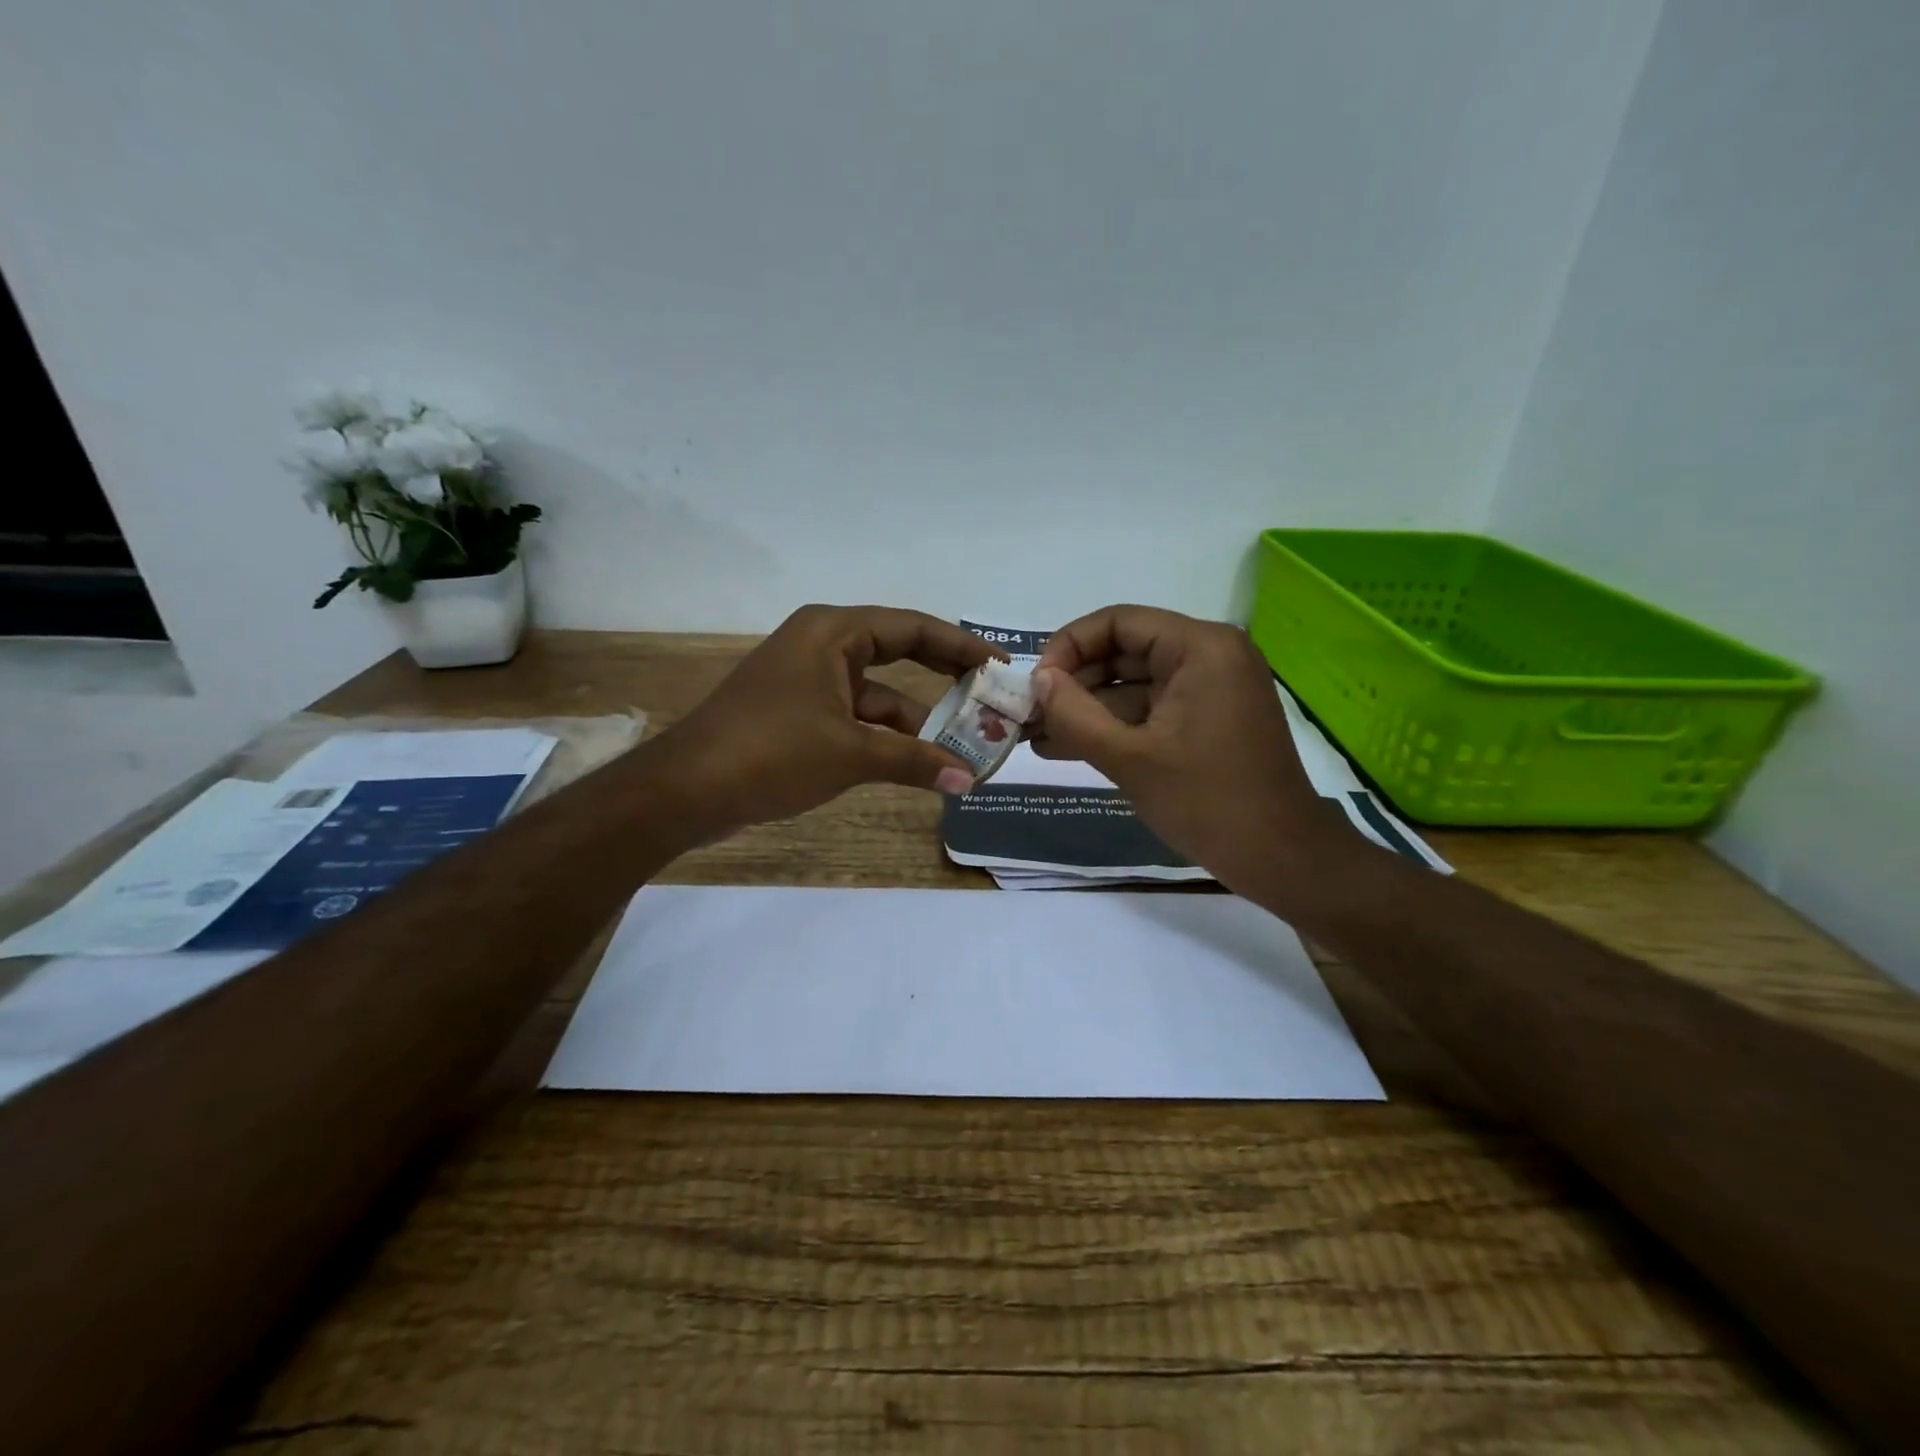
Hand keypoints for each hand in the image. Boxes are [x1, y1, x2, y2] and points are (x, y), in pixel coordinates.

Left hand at [649, 604, 1000, 832]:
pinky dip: (885, 738)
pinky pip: (856, 716)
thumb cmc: (770, 752)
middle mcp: (823, 645)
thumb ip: (914, 760)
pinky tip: (917, 763)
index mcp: (833, 632)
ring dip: (916, 720)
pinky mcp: (800, 713)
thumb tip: (969, 780)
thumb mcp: (850, 752)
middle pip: (899, 652)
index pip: (913, 628)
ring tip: (964, 745)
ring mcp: (809, 680)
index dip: (961, 646)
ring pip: (878, 694)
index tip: (1001, 665)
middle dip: (944, 676)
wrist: (685, 790)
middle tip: (990, 695)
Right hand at [1030, 605, 1352, 895]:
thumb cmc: (1207, 802)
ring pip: (1133, 685)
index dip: (1069, 647)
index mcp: (1201, 648)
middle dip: (1074, 684)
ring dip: (1087, 710)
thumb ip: (1074, 714)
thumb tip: (1038, 680)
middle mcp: (1209, 655)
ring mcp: (1211, 689)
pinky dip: (1114, 727)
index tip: (1036, 685)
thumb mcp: (1129, 758)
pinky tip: (1067, 748)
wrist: (1281, 859)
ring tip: (1036, 737)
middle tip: (1028, 715)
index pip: (1118, 622)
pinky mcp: (1208, 720)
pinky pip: (1151, 711)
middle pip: (1124, 651)